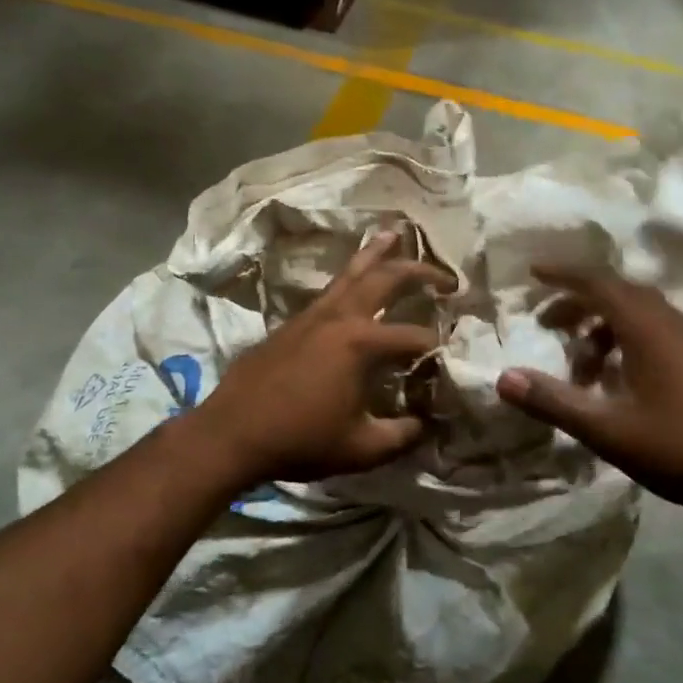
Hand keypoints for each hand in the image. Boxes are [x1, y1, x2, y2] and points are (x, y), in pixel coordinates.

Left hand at [197, 231, 450, 482]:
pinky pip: (330, 289)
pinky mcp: (293, 322)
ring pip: (351, 273)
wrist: (232, 433)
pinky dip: (349, 276)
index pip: (414, 338)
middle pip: (386, 279)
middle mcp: (340, 317)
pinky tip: (353, 280)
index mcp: (362, 344)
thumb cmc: (300, 440)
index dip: (437, 349)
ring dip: (377, 254)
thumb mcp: (362, 449)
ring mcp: (313, 315)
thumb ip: (403, 435)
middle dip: (420, 272)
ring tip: (394, 233)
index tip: (450, 362)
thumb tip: (428, 424)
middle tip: (446, 276)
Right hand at [496, 265, 682, 528]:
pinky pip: (658, 332)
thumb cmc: (680, 449)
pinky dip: (627, 341)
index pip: (598, 282)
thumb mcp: (608, 430)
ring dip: (603, 328)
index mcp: (650, 328)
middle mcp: (674, 322)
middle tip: (548, 324)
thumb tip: (503, 378)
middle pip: (618, 294)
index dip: (563, 275)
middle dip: (578, 303)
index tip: (533, 273)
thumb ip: (553, 401)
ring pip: (639, 315)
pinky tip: (619, 379)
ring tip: (581, 365)